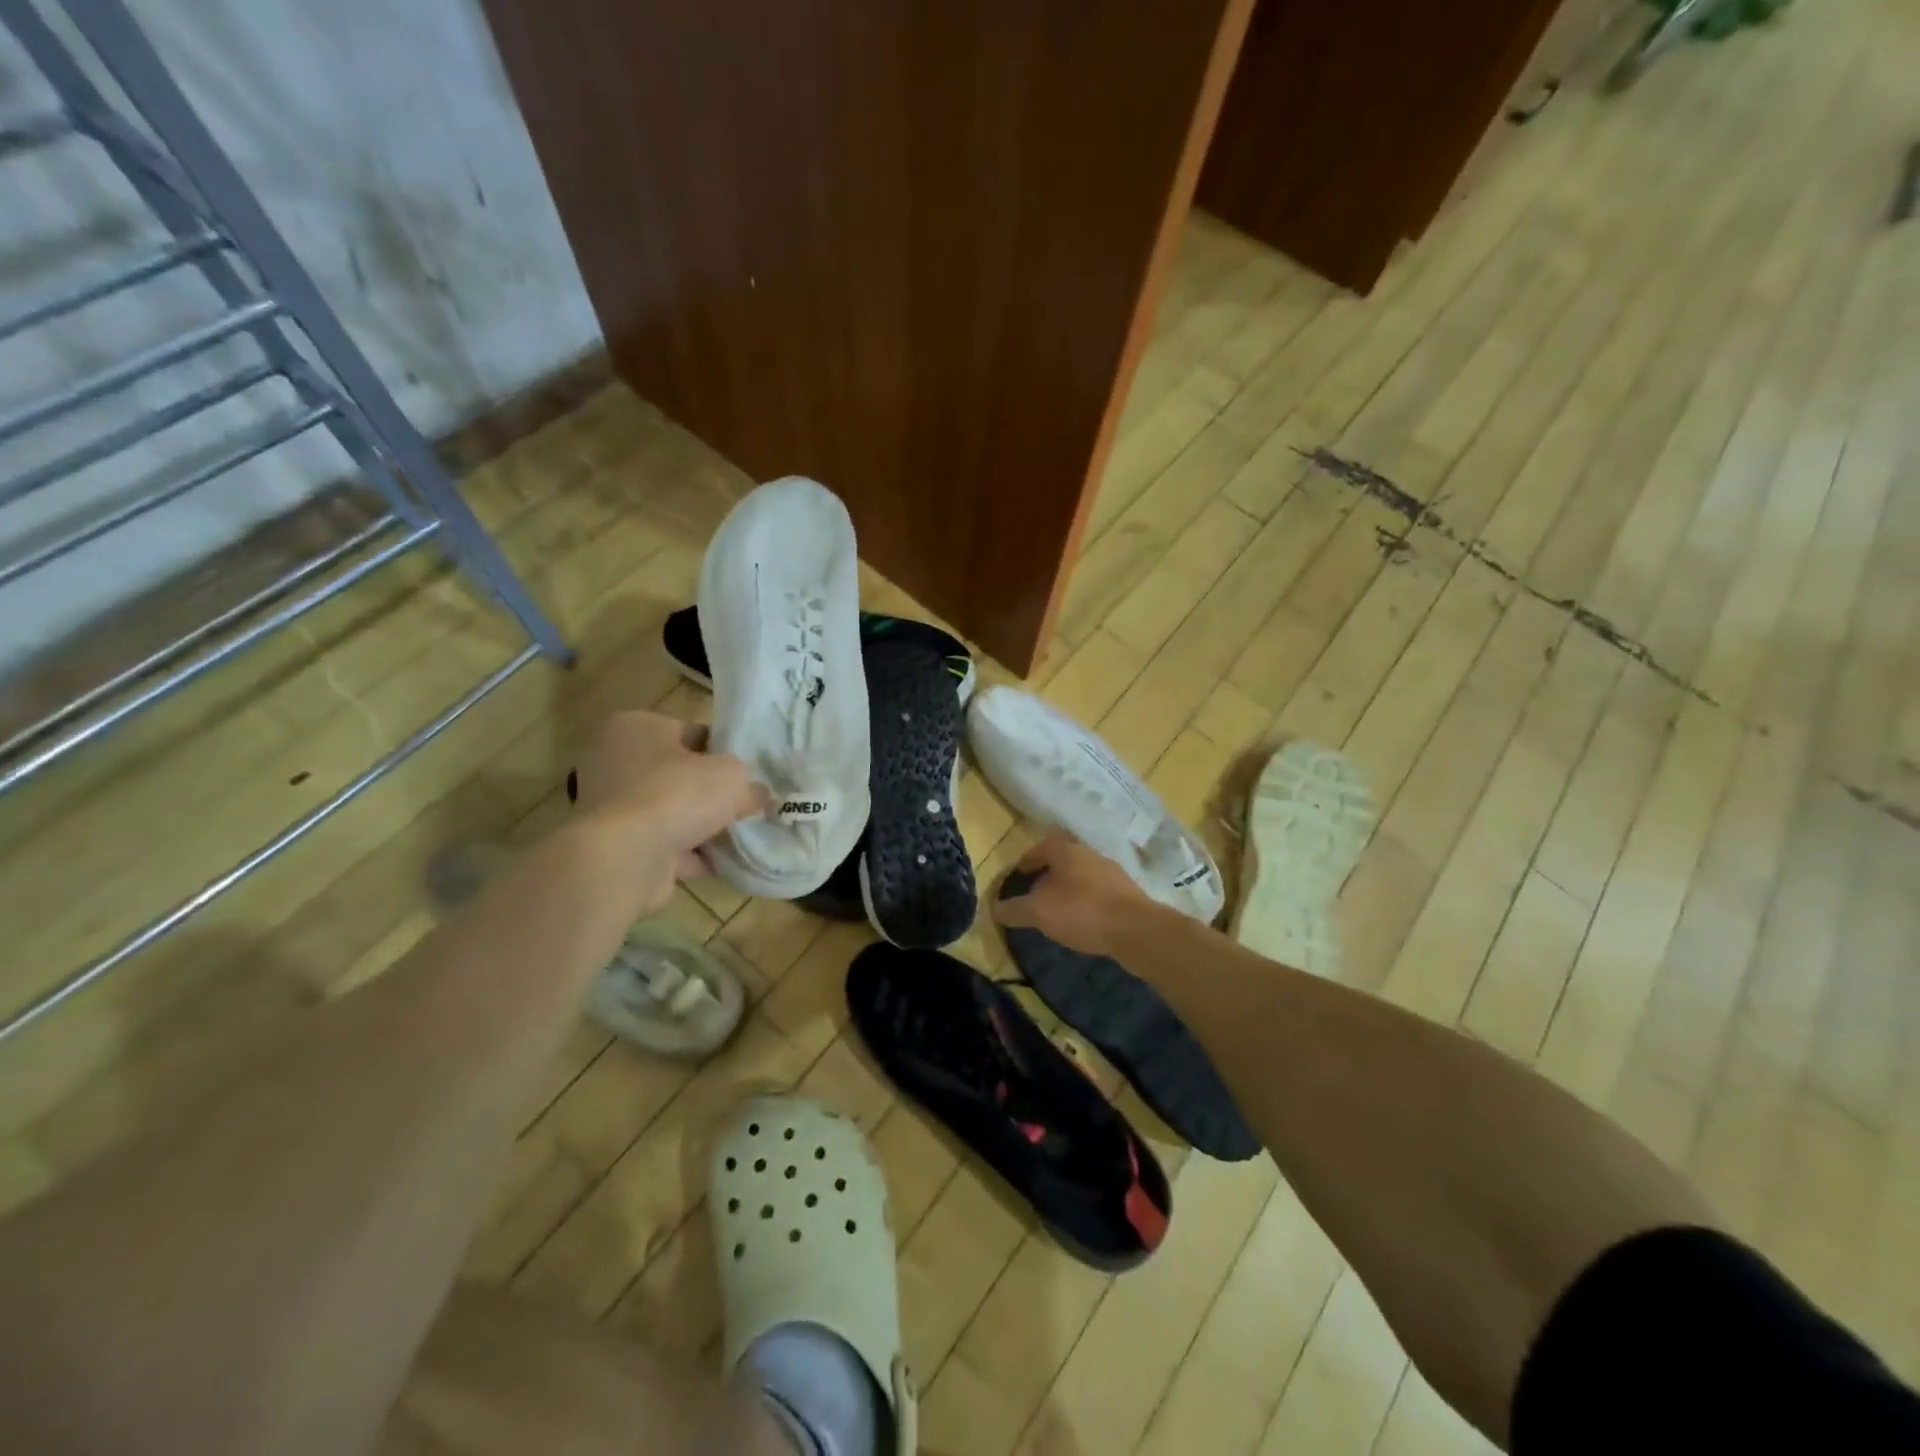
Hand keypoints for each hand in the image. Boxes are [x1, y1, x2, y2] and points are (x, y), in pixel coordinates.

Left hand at [570, 712, 767, 907]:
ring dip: (701, 827)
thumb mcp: (732, 776)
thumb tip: (756, 796)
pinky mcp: (613, 845)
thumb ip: (749, 783)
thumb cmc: (676, 795)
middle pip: (679, 775)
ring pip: (670, 812)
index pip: (691, 732)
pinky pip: (661, 845)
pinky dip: (688, 855)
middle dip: (711, 794)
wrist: (626, 858)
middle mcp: (614, 761)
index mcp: (635, 727)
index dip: (724, 752)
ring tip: (738, 838)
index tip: (748, 773)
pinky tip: (719, 864)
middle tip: (745, 805)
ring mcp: (610, 807)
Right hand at [992, 831, 1160, 958]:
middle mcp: (1091, 854)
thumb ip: (1015, 909)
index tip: (1021, 872)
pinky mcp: (1128, 894)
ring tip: (1058, 909)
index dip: (1030, 857)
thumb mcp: (1039, 912)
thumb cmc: (1082, 911)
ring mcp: (1113, 873)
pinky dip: (1087, 901)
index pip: (1044, 844)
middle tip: (1037, 892)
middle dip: (1050, 873)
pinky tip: (1083, 921)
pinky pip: (1099, 892)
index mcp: (1068, 850)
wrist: (1135, 930)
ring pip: (1084, 875)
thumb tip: (995, 908)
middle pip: (1065, 858)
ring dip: (1070, 888)